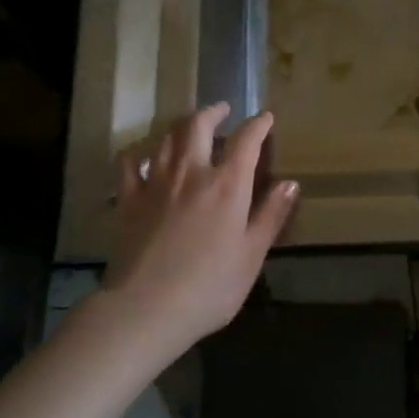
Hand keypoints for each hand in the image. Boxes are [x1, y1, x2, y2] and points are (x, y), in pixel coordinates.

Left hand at [101, 103, 297, 355]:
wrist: (146, 308)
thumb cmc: (209, 287)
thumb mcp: (252, 255)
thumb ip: (271, 215)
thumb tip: (290, 183)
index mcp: (226, 185)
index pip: (246, 141)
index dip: (258, 125)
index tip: (266, 117)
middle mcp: (191, 173)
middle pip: (198, 126)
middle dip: (213, 112)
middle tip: (223, 109)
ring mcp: (155, 184)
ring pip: (166, 139)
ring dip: (181, 127)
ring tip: (190, 127)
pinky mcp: (128, 201)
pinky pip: (129, 164)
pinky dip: (138, 152)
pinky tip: (142, 154)